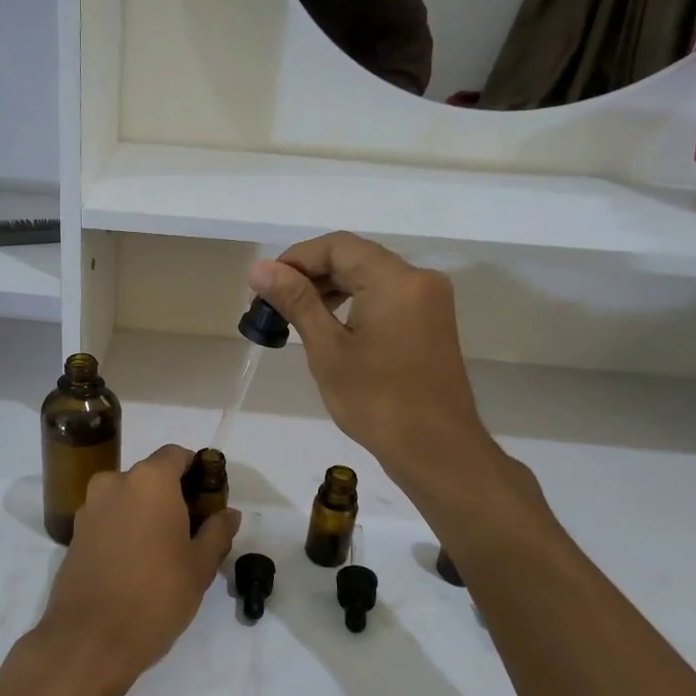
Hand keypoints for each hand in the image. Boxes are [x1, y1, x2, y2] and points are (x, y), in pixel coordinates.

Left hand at [36, 444, 240, 688]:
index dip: (197, 471)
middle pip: (151, 476)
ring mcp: (89, 508)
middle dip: (173, 495)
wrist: (89, 640)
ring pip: (128, 498)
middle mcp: (114, 483)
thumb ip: (217, 531)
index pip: (177, 455)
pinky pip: (109, 519)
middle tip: (193, 530)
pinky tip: (137, 563)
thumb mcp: (200, 566)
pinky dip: (125, 529)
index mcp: (149, 480)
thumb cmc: (155, 595)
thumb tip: (228, 513)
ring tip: (165, 551)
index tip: (210, 499)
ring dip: (147, 513)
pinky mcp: (75, 534)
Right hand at [248, 234, 498, 493]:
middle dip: (311, 274)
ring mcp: (429, 301)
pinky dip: (355, 302)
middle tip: (273, 304)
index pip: (338, 246)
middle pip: (356, 257)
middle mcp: (418, 279)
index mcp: (396, 280)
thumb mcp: (328, 349)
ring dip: (331, 289)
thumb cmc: (376, 401)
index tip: (265, 286)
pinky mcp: (431, 322)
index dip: (296, 259)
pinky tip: (329, 326)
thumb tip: (260, 269)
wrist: (435, 449)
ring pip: (371, 276)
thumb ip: (296, 301)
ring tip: (295, 316)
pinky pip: (386, 296)